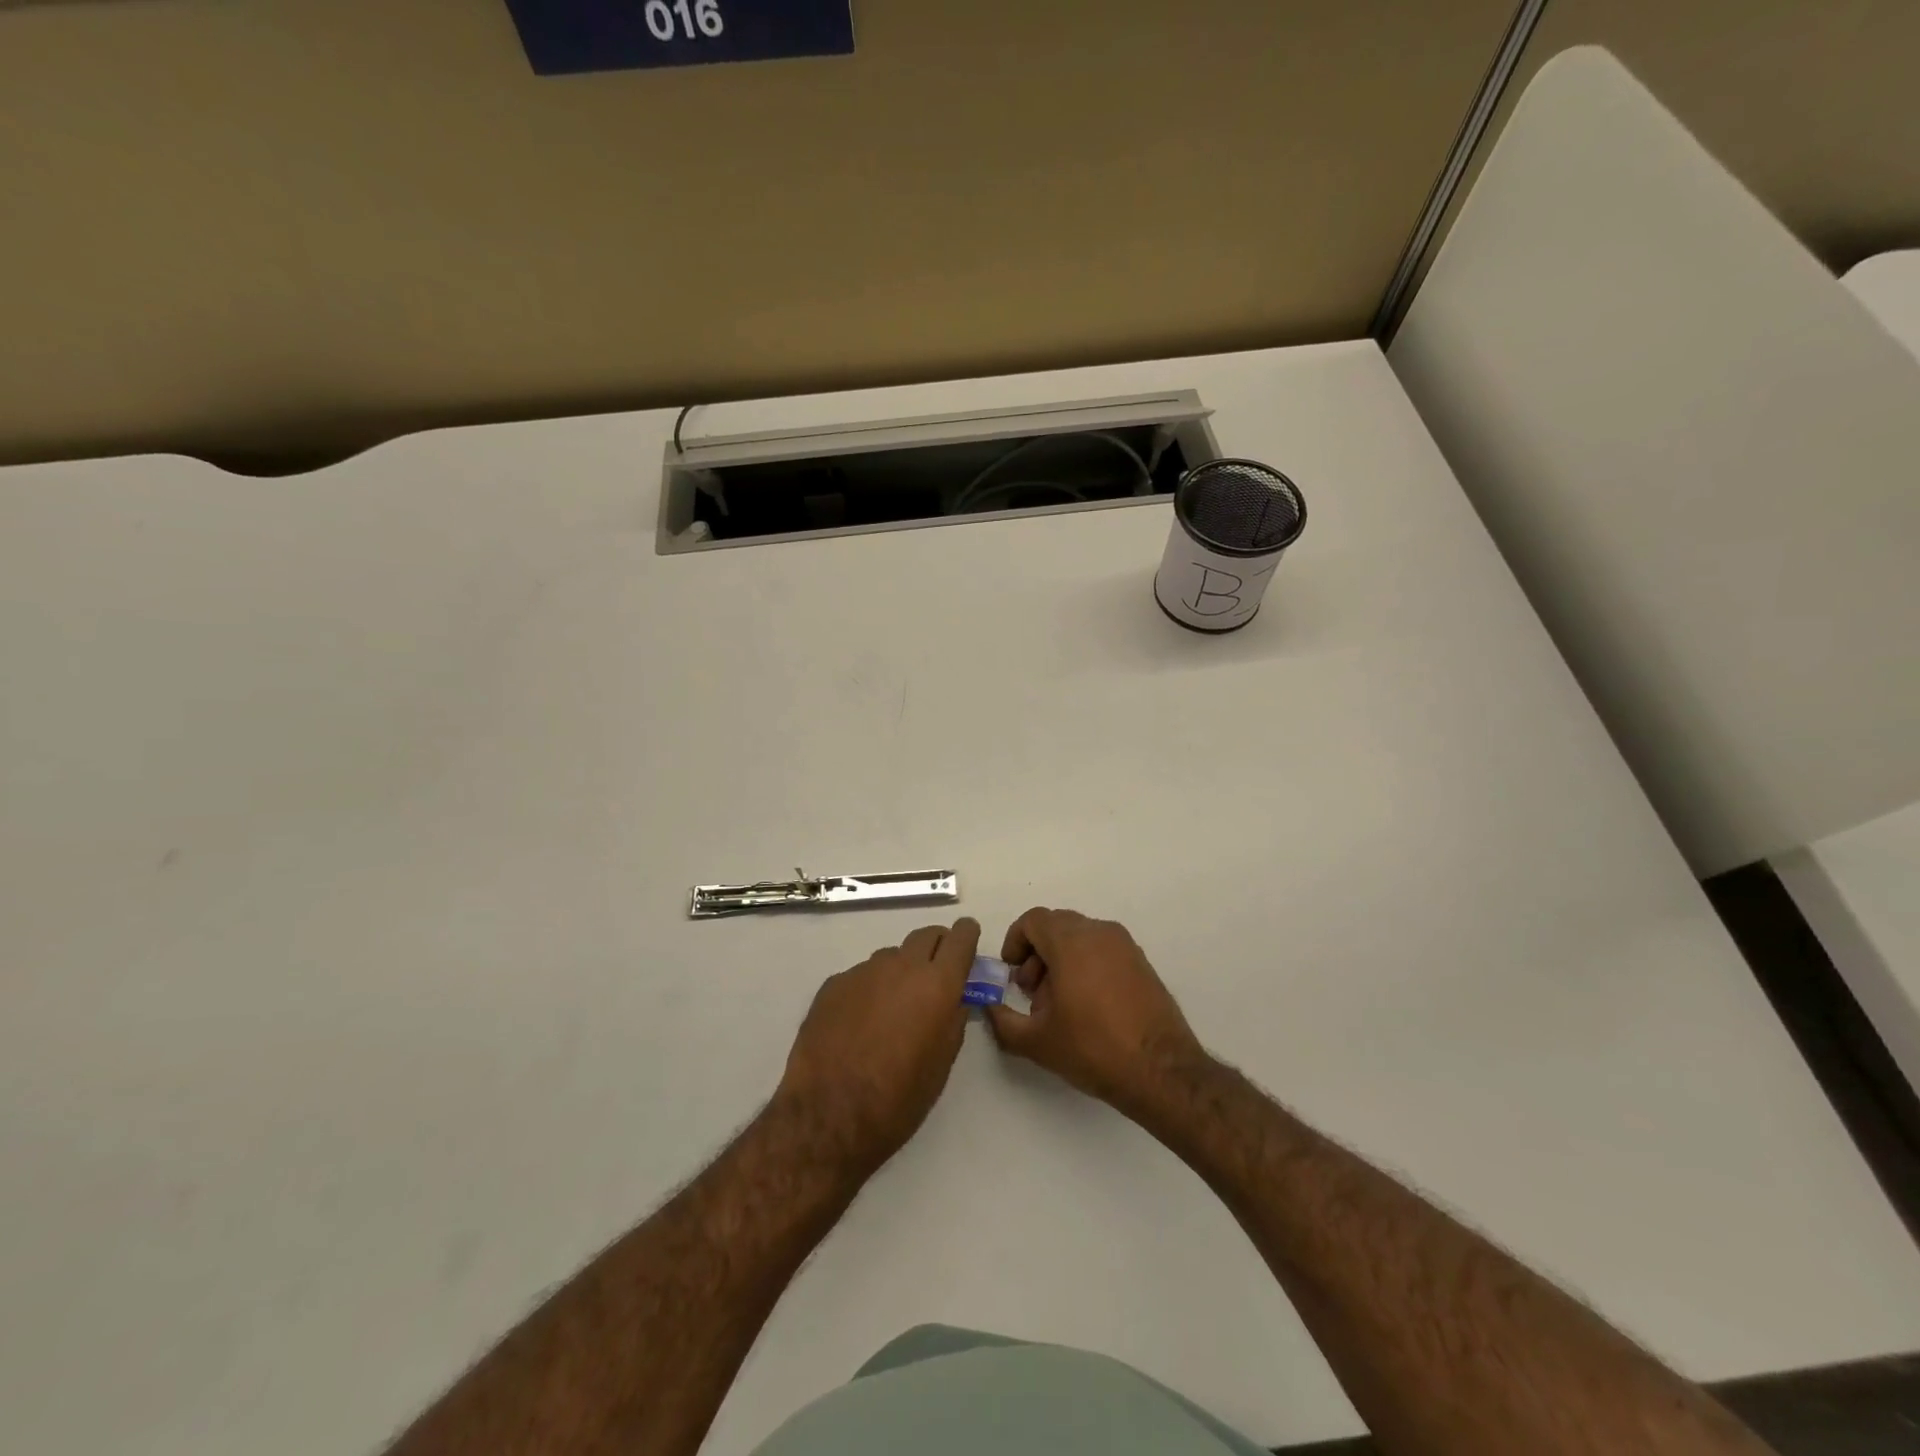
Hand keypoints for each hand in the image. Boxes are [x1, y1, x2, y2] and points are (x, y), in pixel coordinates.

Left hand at [775, 918, 980, 1173]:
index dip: (967, 935)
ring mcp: (863, 971)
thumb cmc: (898, 1098)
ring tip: (893, 1009)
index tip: (968, 942)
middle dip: (937, 947)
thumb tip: (954, 1001)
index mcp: (937, 984)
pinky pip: (861, 976)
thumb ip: (953, 1022)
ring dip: (900, 971)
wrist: (828, 1114)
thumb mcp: (941, 1065)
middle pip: (926, 935)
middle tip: (936, 974)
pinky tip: (858, 1023)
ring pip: (891, 956)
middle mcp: (901, 966)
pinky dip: (868, 990)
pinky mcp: (833, 984)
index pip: (960, 937)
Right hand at [986, 908, 1205, 1117]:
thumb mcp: (1036, 1041)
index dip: (1015, 941)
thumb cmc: (1093, 1048)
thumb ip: (1002, 1020)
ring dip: (1060, 959)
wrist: (1161, 1070)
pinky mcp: (1141, 962)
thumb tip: (989, 1007)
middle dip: (1036, 952)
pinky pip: (1102, 949)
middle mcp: (1099, 932)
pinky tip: (1086, 1005)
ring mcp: (1125, 945)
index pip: (1034, 920)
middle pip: (1056, 926)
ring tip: (1058, 1003)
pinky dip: (1085, 964)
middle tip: (1030, 990)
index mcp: (1071, 942)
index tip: (1011, 973)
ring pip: (1080, 937)